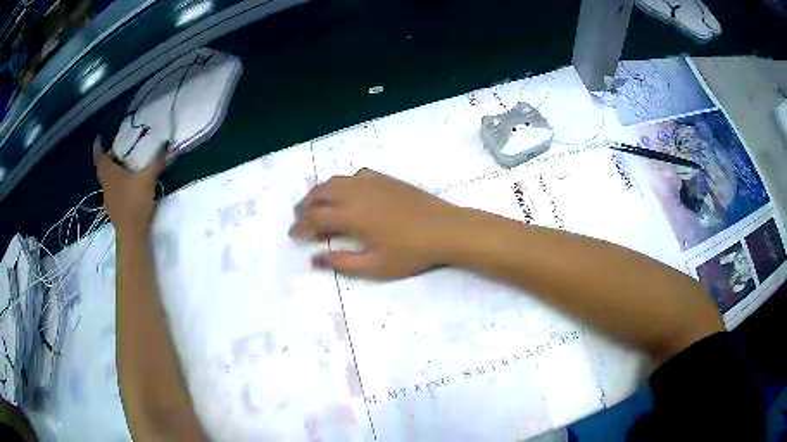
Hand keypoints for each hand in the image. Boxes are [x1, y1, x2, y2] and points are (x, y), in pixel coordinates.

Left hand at [93, 136, 163, 238]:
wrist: (131, 234)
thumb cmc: (134, 201)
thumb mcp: (148, 178)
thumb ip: (156, 161)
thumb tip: (166, 144)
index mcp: (109, 173)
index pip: (99, 156)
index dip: (98, 145)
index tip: (99, 137)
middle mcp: (105, 184)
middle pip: (103, 167)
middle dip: (108, 157)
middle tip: (118, 151)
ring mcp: (108, 198)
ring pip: (107, 180)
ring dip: (112, 172)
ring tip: (124, 167)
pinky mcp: (113, 209)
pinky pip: (112, 191)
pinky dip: (117, 184)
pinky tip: (127, 186)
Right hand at [290, 169, 460, 278]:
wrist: (446, 229)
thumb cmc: (411, 252)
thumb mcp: (375, 266)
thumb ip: (342, 263)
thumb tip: (314, 259)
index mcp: (352, 216)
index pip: (315, 218)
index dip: (300, 227)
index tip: (292, 235)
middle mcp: (356, 193)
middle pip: (320, 193)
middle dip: (304, 206)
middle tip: (299, 219)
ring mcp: (372, 183)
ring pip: (336, 181)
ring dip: (320, 192)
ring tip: (315, 204)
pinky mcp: (385, 179)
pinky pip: (355, 175)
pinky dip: (343, 183)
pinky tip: (347, 192)